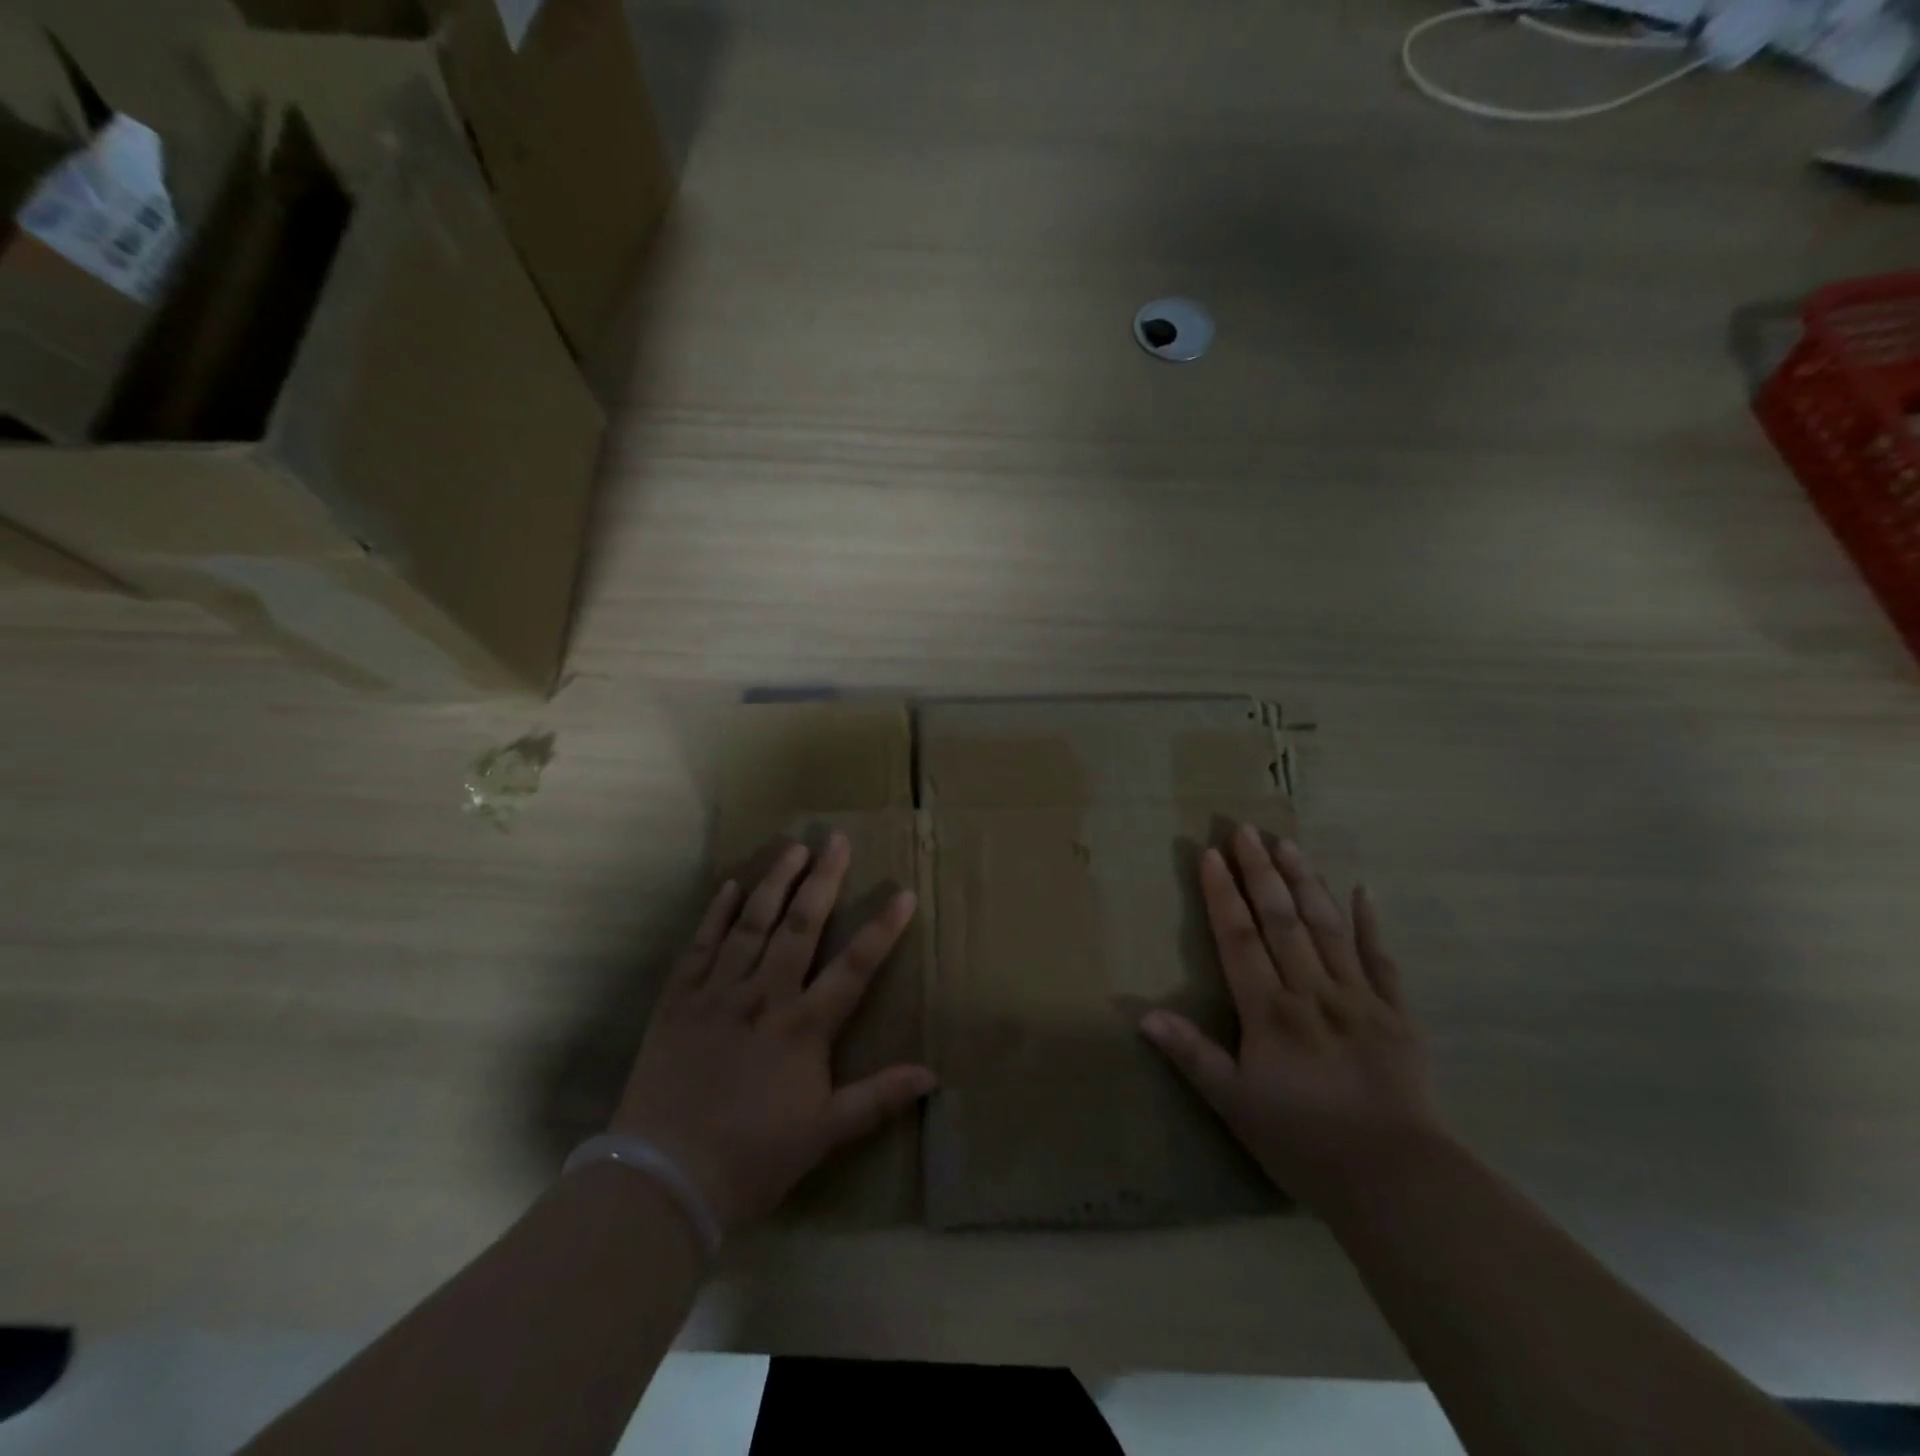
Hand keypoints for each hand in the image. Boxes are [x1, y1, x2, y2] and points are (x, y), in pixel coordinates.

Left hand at [610, 833, 935, 1233]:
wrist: (663, 1179)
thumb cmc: (752, 1158)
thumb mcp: (825, 1134)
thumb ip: (878, 1099)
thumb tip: (932, 1076)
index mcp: (803, 1026)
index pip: (854, 967)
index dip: (882, 928)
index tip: (903, 892)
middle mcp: (764, 996)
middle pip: (801, 926)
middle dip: (823, 880)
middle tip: (835, 839)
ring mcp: (718, 993)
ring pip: (752, 924)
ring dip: (774, 882)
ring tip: (791, 848)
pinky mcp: (678, 1000)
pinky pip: (700, 946)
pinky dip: (715, 914)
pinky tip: (728, 886)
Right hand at [1141, 825, 1441, 1211]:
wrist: (1398, 1181)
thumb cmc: (1304, 1142)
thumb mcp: (1235, 1105)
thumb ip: (1192, 1055)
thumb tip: (1143, 1014)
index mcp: (1270, 1011)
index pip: (1239, 938)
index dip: (1222, 895)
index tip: (1210, 854)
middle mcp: (1312, 991)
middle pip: (1282, 920)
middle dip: (1260, 872)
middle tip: (1245, 829)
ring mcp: (1359, 998)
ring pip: (1327, 927)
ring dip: (1306, 881)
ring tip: (1288, 844)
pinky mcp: (1397, 1015)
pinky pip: (1381, 959)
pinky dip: (1370, 923)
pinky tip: (1363, 890)